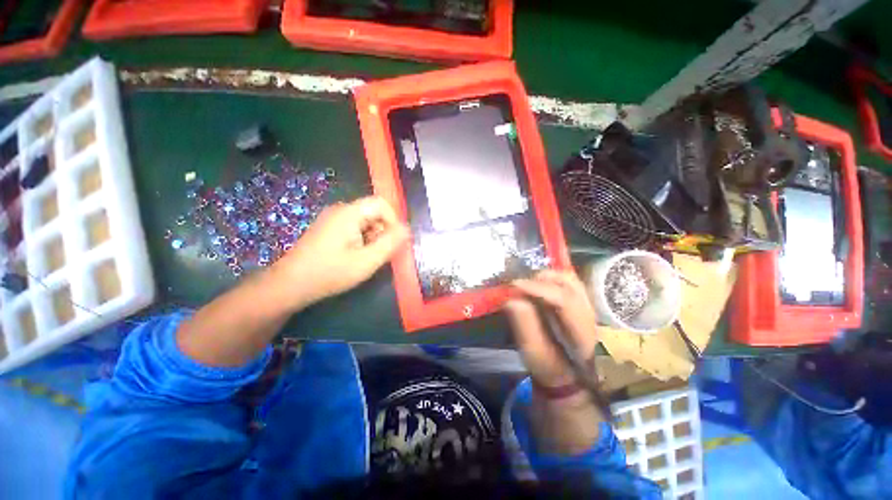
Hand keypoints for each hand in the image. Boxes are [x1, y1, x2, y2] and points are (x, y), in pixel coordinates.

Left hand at [271, 196, 408, 308]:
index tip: (393, 242)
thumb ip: (390, 243)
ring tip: (365, 258)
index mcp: (349, 213)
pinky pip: (354, 227)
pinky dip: (362, 240)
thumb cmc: (330, 272)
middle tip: (378, 255)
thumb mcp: (367, 261)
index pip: (381, 203)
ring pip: (365, 221)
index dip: (393, 221)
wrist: (290, 285)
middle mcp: (340, 210)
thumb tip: (407, 229)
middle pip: (373, 212)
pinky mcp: (328, 229)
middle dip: (383, 232)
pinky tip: (354, 257)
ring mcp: (332, 219)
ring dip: (373, 238)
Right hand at [504, 270, 598, 388]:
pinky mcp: (579, 303)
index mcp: (581, 330)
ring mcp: (586, 306)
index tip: (514, 285)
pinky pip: (566, 283)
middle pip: (570, 283)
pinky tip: (536, 285)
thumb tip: (512, 300)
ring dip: (546, 277)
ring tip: (527, 284)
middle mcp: (588, 314)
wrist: (566, 375)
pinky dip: (549, 280)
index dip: (538, 289)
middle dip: (541, 279)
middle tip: (520, 284)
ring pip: (569, 279)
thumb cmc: (549, 366)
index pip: (563, 300)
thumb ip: (525, 327)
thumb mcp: (534, 353)